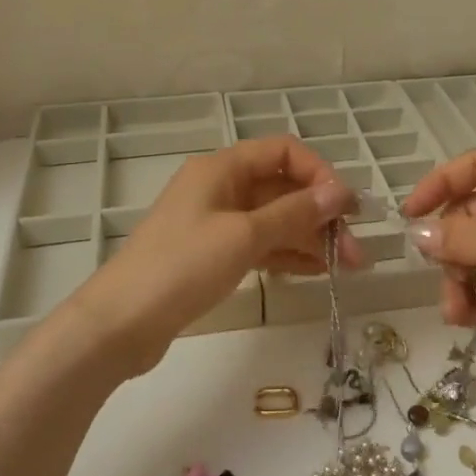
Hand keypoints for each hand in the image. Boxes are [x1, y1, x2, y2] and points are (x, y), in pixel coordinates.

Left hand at [73, 137, 364, 371]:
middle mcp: (221, 188)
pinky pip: (260, 244)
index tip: (345, 207)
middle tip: (355, 251)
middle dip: (321, 214)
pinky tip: (315, 272)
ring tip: (346, 267)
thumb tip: (341, 191)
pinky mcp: (212, 255)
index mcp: (223, 168)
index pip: (284, 152)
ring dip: (310, 238)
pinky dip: (287, 254)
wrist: (119, 324)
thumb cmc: (181, 267)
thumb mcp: (244, 236)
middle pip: (282, 188)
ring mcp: (216, 222)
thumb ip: (295, 213)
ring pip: (274, 219)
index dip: (319, 173)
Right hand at [402, 150, 475, 386]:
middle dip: (452, 248)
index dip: (439, 185)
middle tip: (443, 285)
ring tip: (458, 316)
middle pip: (474, 216)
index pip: (475, 168)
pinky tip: (473, 319)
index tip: (411, 218)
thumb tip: (418, 234)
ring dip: (463, 279)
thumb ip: (471, 239)